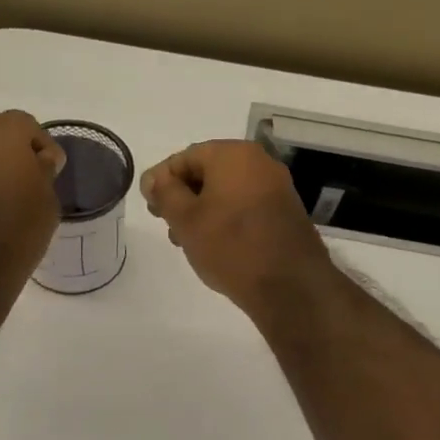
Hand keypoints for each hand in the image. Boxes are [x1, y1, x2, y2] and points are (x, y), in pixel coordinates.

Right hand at [140, 141, 333, 313]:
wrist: (289, 285)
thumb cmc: (230, 246)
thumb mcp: (185, 219)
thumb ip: (165, 193)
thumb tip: (155, 178)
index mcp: (233, 154)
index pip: (184, 158)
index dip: (161, 181)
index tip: (149, 208)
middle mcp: (259, 162)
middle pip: (207, 172)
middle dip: (182, 196)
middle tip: (166, 224)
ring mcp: (276, 187)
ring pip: (226, 191)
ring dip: (202, 210)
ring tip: (186, 239)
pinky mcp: (285, 211)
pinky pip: (245, 205)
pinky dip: (225, 218)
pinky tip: (214, 243)